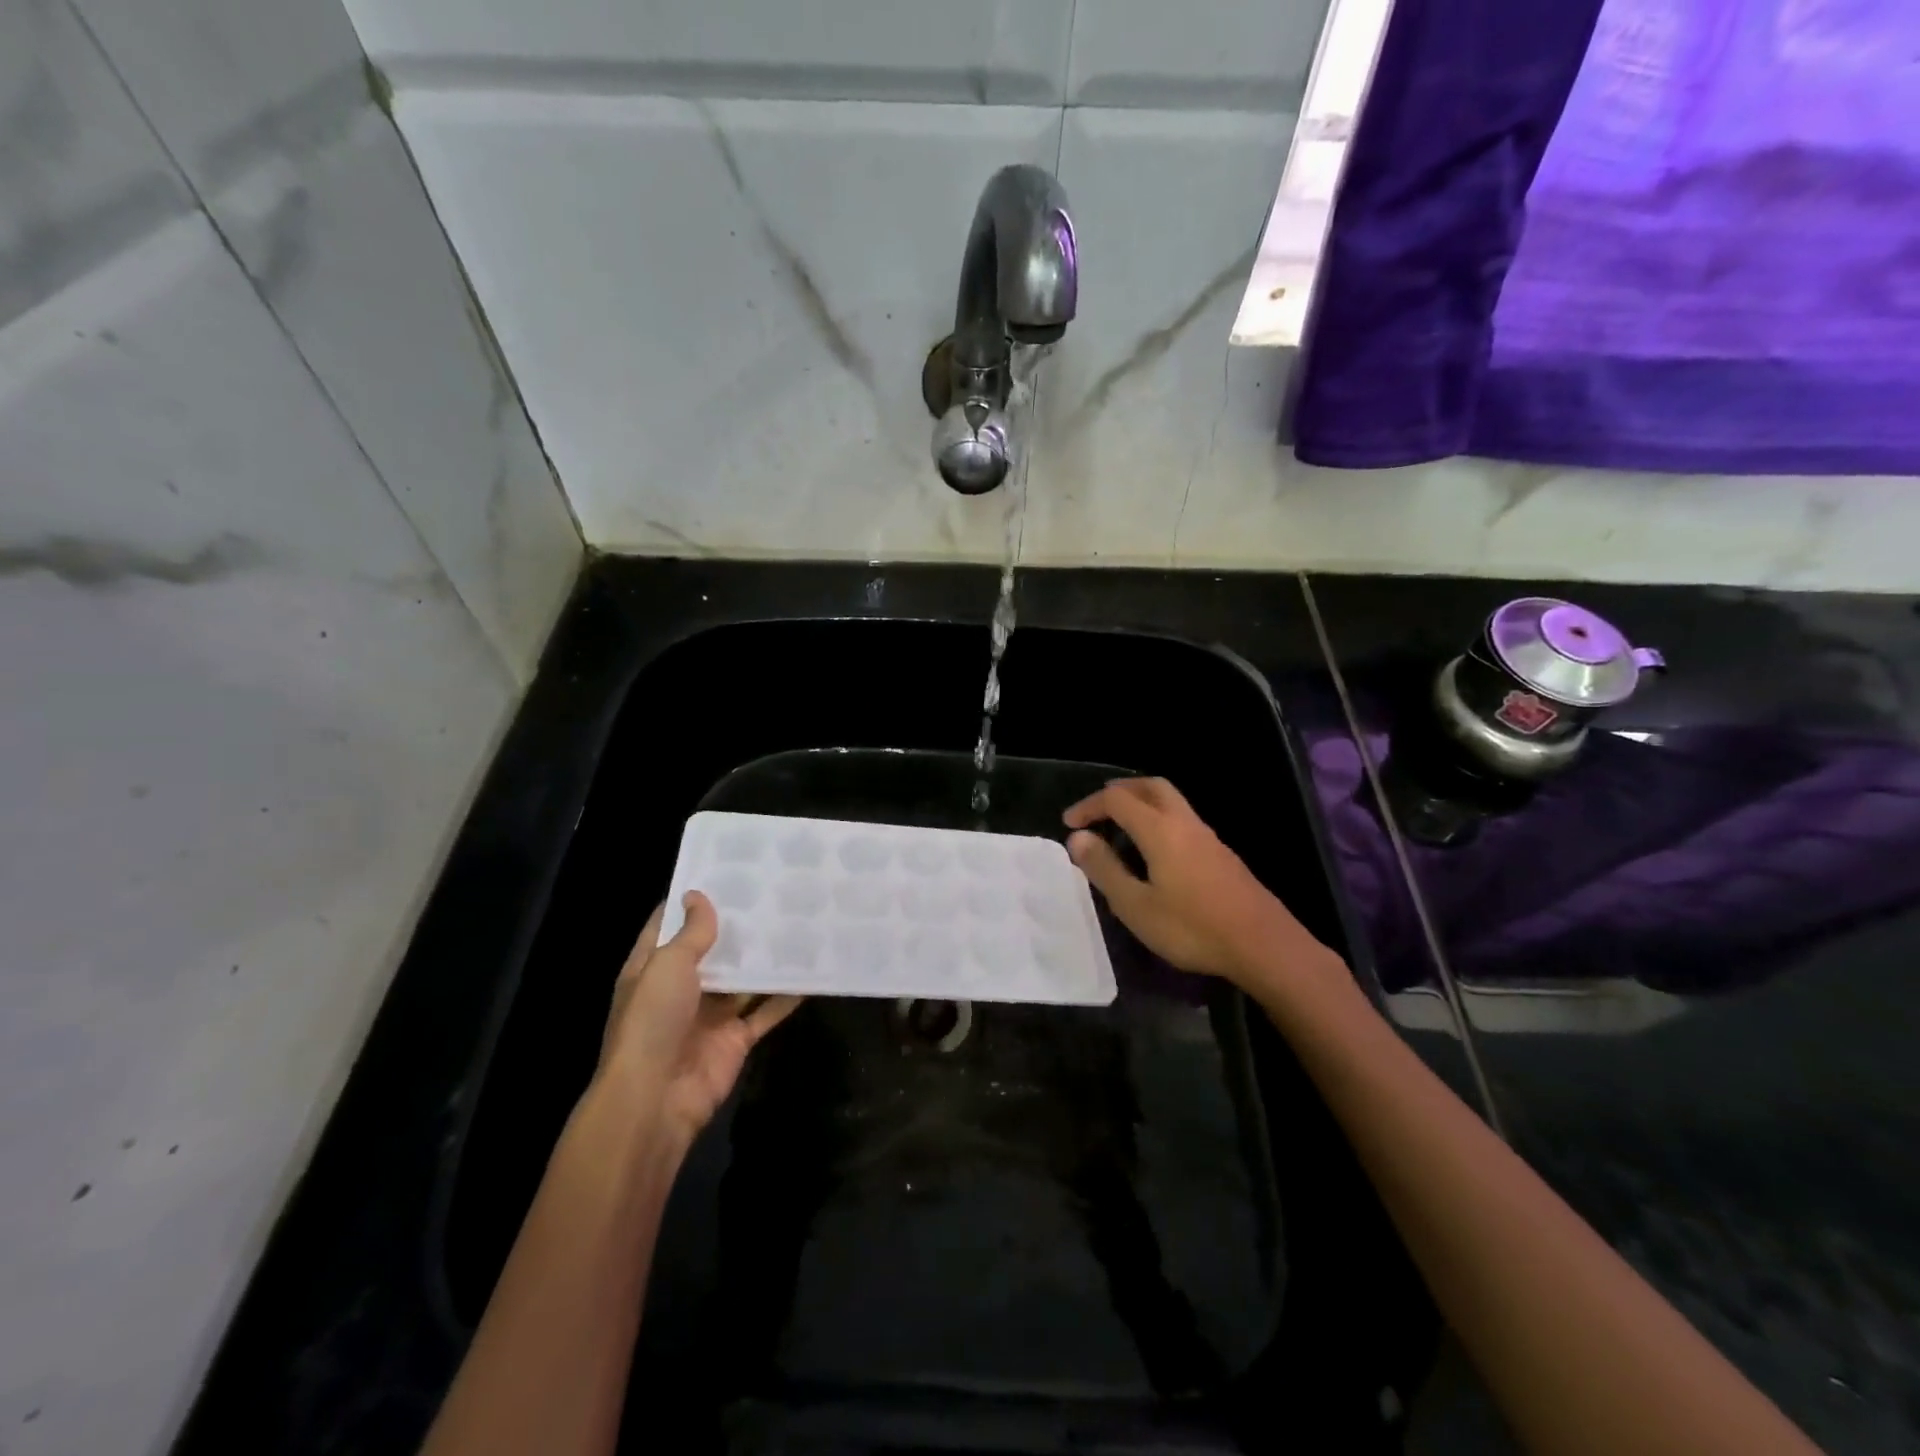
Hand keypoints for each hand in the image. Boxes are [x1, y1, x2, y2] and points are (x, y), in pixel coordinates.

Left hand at [592, 892, 801, 1148]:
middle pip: (712, 951)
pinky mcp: (735, 1039)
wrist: (655, 1099)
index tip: (724, 872)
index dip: (691, 901)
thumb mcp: (667, 966)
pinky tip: (811, 971)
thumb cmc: (652, 1022)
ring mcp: (710, 1015)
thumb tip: (698, 895)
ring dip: (764, 958)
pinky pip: (765, 1011)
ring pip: (743, 980)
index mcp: (652, 969)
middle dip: (737, 927)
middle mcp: (681, 989)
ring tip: (797, 922)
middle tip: (773, 891)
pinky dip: (786, 995)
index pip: (670, 926)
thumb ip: (691, 933)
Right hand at [1064, 777, 1318, 987]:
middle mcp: (1184, 822)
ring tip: (1120, 829)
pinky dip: (1158, 820)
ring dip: (1141, 804)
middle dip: (1119, 792)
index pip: (1117, 799)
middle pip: (1150, 787)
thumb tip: (1078, 838)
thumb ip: (1105, 869)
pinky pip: (1182, 820)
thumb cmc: (1192, 928)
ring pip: (1170, 801)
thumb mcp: (1136, 905)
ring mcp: (1207, 837)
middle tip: (1097, 811)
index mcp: (1160, 830)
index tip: (1068, 824)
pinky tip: (1154, 852)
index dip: (1089, 806)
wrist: (1263, 945)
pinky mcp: (1221, 854)